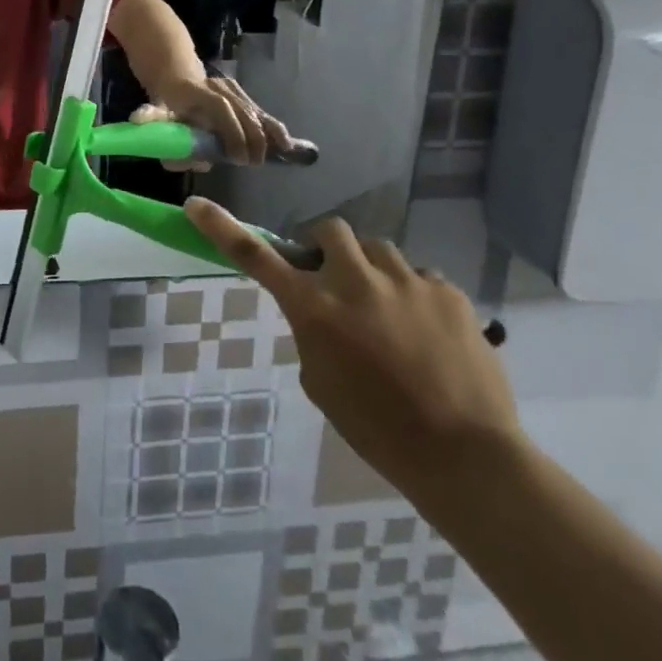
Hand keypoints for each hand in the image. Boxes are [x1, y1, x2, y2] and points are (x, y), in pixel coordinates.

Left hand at [135, 72, 294, 166]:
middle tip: (253, 163)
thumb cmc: (166, 100)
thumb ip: (151, 117)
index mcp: (197, 91)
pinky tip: (288, 144)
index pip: (220, 107)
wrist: (176, 73)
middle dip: (251, 138)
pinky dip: (273, 127)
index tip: (237, 157)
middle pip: (242, 111)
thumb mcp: (154, 108)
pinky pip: (260, 112)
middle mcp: (219, 87)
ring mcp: (233, 89)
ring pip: (254, 110)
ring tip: (279, 153)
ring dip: (267, 133)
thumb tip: (140, 119)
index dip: (232, 131)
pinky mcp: (242, 94)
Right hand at [184, 199, 520, 495]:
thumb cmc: (377, 429)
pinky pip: (421, 276)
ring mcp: (406, 281)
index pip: (255, 256)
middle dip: (326, 248)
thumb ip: (312, 332)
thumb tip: (323, 309)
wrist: (464, 456)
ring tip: (388, 311)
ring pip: (378, 249)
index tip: (197, 204)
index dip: (222, 227)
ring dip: (372, 270)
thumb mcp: (320, 381)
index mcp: (314, 308)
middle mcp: (355, 281)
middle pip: (329, 230)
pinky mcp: (448, 291)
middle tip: (336, 279)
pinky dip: (414, 295)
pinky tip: (427, 332)